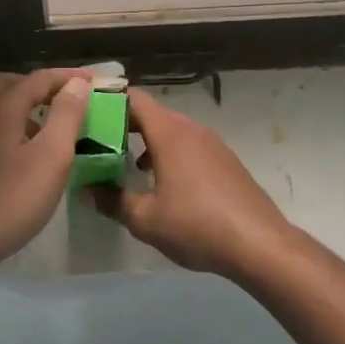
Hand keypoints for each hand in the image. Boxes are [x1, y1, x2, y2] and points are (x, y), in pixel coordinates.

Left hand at [0, 69, 91, 280]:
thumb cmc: (10, 199)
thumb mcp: (51, 157)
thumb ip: (67, 115)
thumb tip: (77, 83)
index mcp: (1, 105)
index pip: (40, 78)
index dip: (69, 77)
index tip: (96, 81)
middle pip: (12, 83)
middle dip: (41, 86)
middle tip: (68, 99)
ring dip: (24, 105)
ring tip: (51, 125)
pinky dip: (11, 123)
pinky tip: (24, 150)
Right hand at [93, 87, 295, 277]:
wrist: (260, 245)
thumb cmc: (196, 225)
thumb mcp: (145, 219)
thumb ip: (112, 201)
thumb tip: (84, 191)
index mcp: (169, 133)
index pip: (134, 98)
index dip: (109, 100)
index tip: (87, 112)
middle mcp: (191, 129)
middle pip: (152, 113)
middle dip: (124, 124)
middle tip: (98, 142)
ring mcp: (213, 144)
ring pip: (172, 130)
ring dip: (148, 141)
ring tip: (126, 164)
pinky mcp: (226, 161)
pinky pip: (190, 145)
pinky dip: (170, 153)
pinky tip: (164, 183)